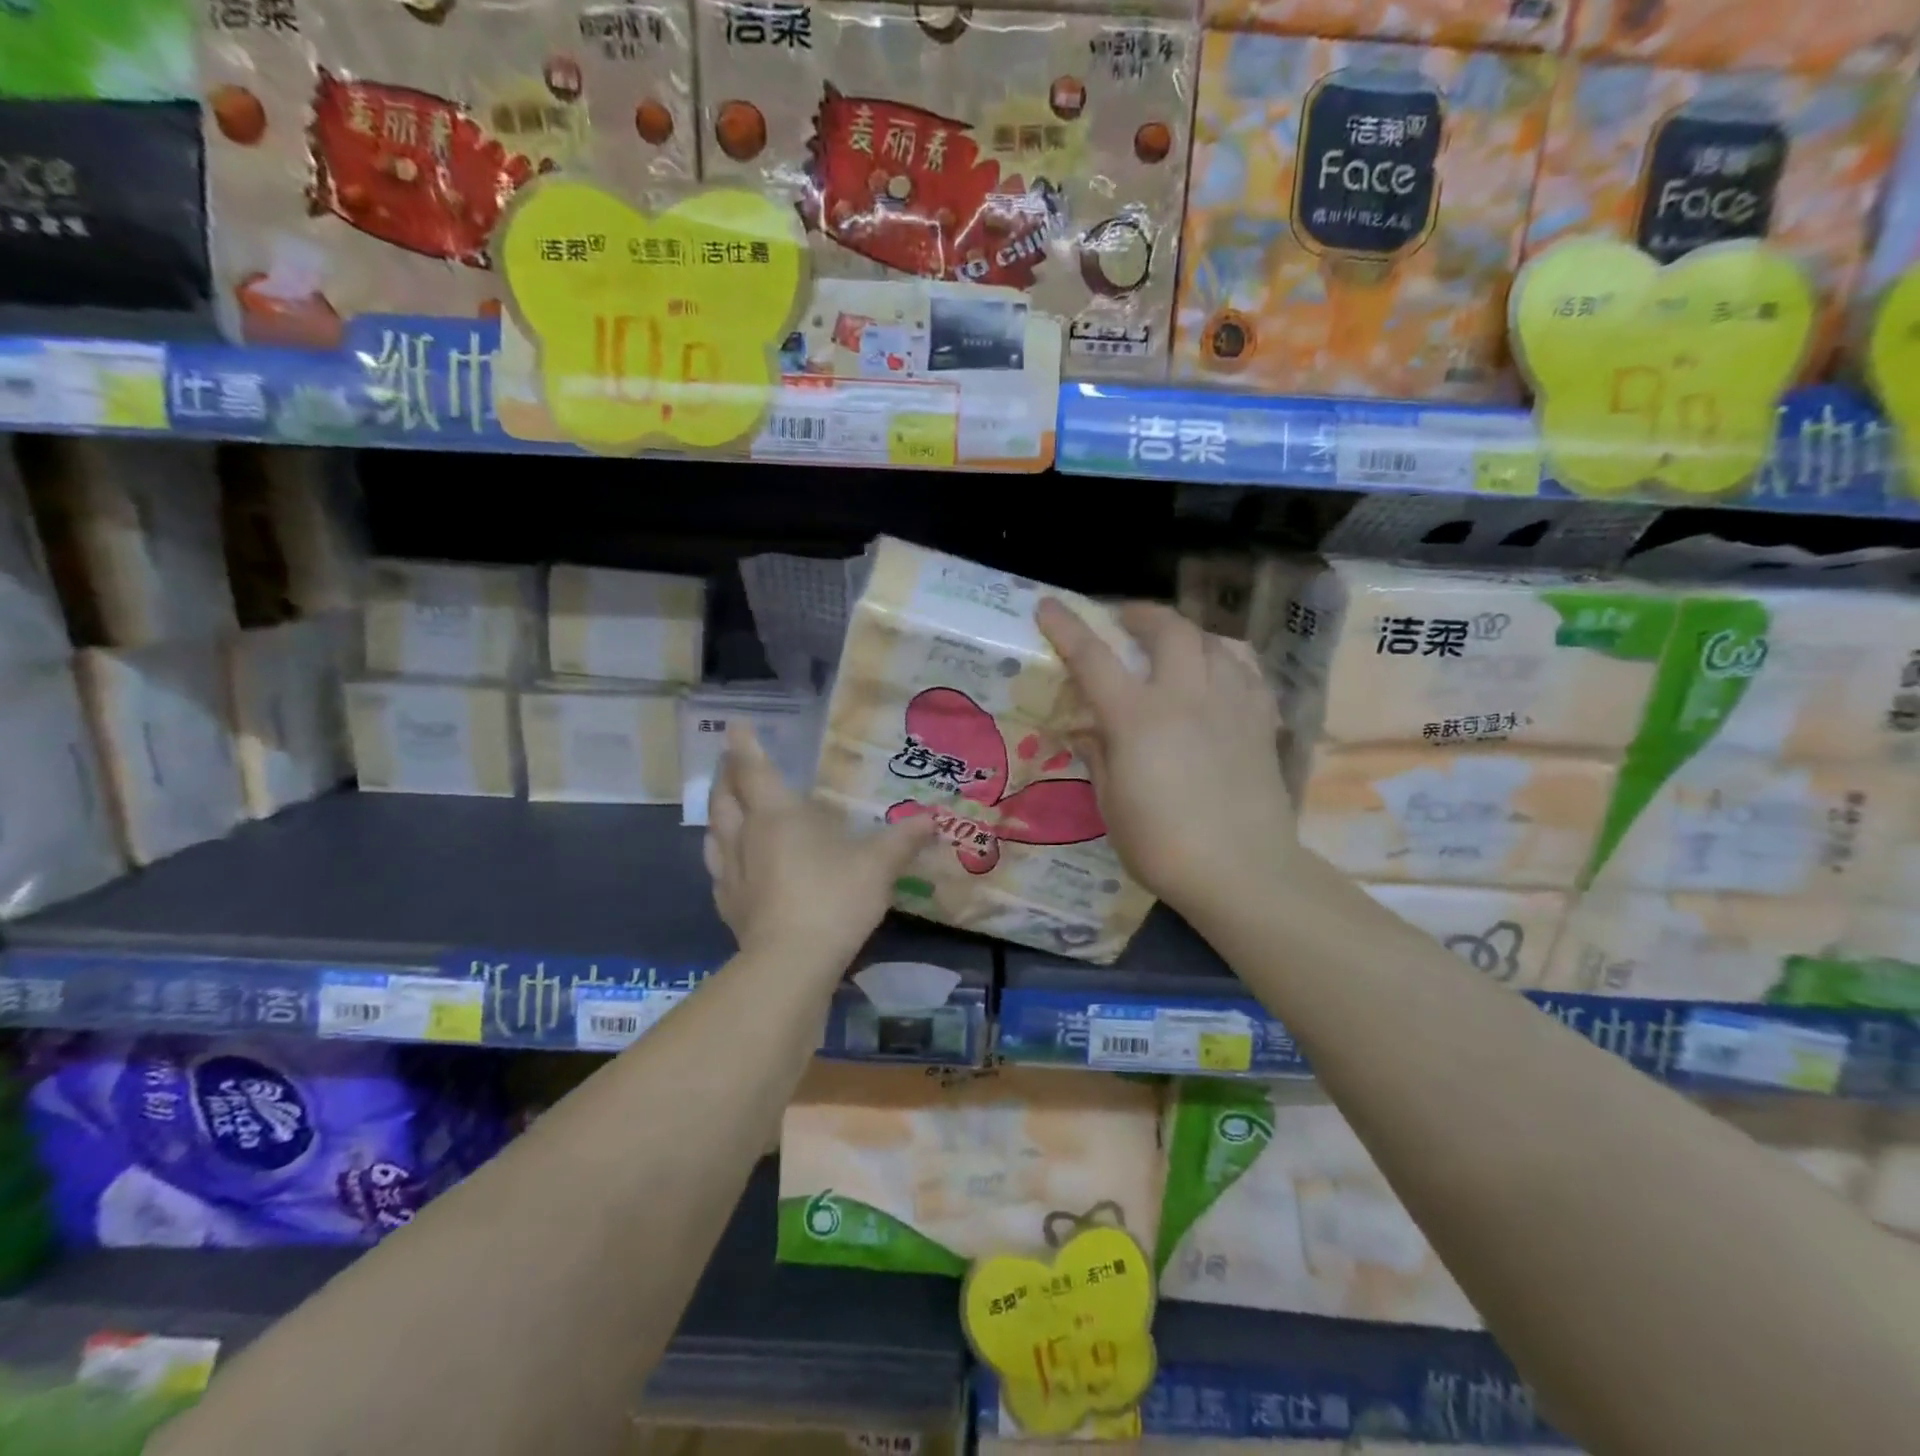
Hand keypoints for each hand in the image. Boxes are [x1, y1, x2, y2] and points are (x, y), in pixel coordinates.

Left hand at [705, 722, 931, 963]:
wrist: (791, 964)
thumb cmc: (834, 899)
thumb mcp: (878, 866)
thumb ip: (903, 839)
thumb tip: (933, 818)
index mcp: (778, 816)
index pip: (754, 770)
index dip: (744, 745)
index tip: (734, 725)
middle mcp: (746, 836)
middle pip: (725, 797)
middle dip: (725, 775)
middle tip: (728, 762)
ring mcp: (732, 872)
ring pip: (714, 832)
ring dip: (717, 812)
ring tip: (723, 805)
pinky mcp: (728, 905)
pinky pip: (718, 869)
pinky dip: (721, 854)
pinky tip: (729, 863)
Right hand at [1037, 598, 1294, 918]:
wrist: (1243, 872)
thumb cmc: (1162, 846)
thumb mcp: (1112, 805)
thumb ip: (1099, 756)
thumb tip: (1088, 729)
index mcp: (1138, 718)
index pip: (1094, 658)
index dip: (1068, 627)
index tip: (1050, 605)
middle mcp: (1186, 696)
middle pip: (1169, 629)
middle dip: (1143, 614)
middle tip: (1127, 621)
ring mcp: (1231, 704)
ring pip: (1215, 641)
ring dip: (1188, 633)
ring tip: (1176, 645)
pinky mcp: (1261, 721)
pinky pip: (1248, 670)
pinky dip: (1227, 659)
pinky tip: (1220, 672)